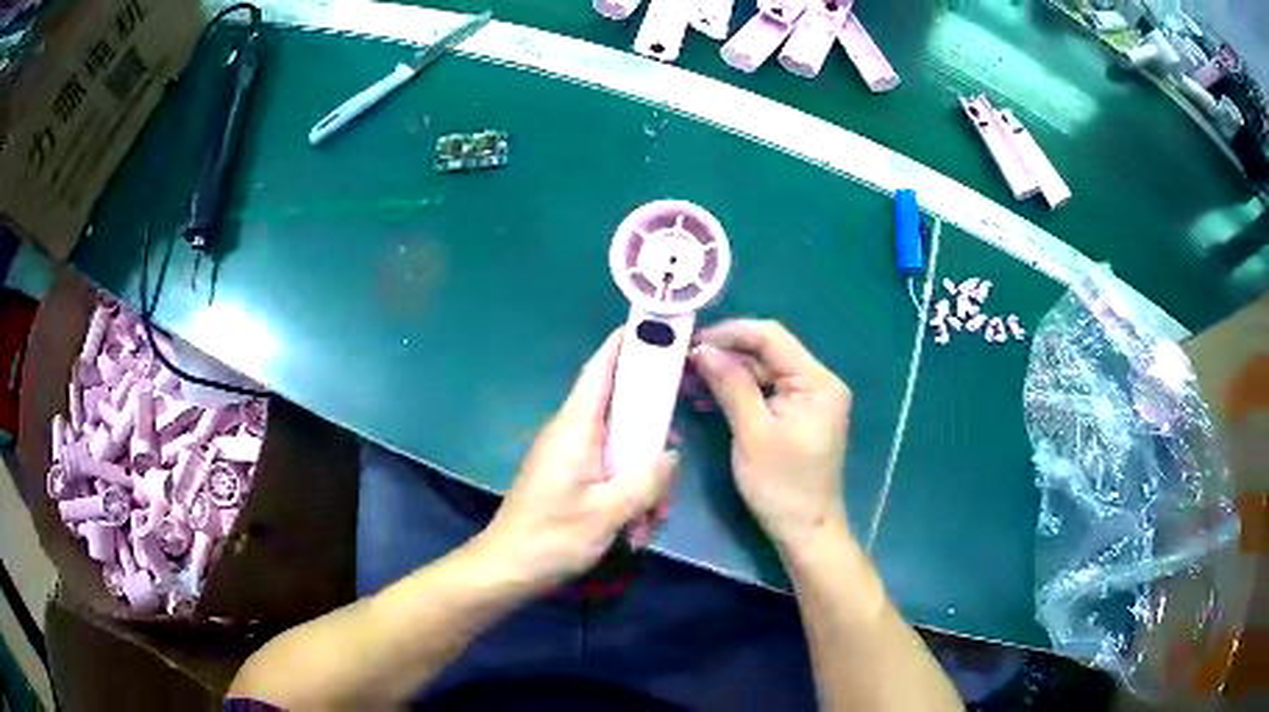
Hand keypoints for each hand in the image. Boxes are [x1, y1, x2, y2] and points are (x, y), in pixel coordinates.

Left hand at [474, 331, 678, 594]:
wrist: (507, 568)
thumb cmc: (553, 538)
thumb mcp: (608, 512)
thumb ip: (646, 480)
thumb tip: (671, 454)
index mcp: (575, 427)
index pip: (600, 369)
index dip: (625, 343)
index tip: (655, 326)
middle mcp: (571, 433)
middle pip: (621, 410)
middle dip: (652, 432)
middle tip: (674, 455)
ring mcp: (569, 455)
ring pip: (620, 446)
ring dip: (642, 476)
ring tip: (654, 517)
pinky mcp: (568, 477)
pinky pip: (609, 469)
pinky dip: (628, 491)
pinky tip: (637, 527)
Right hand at [690, 319, 851, 551]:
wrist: (805, 530)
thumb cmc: (781, 485)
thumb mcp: (752, 433)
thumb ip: (730, 385)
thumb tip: (701, 350)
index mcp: (816, 381)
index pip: (771, 337)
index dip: (730, 333)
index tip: (692, 342)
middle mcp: (817, 381)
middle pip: (766, 353)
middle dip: (724, 355)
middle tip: (682, 363)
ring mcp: (807, 399)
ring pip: (762, 372)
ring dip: (727, 375)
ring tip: (686, 380)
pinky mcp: (796, 414)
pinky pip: (764, 392)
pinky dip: (737, 393)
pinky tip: (706, 397)